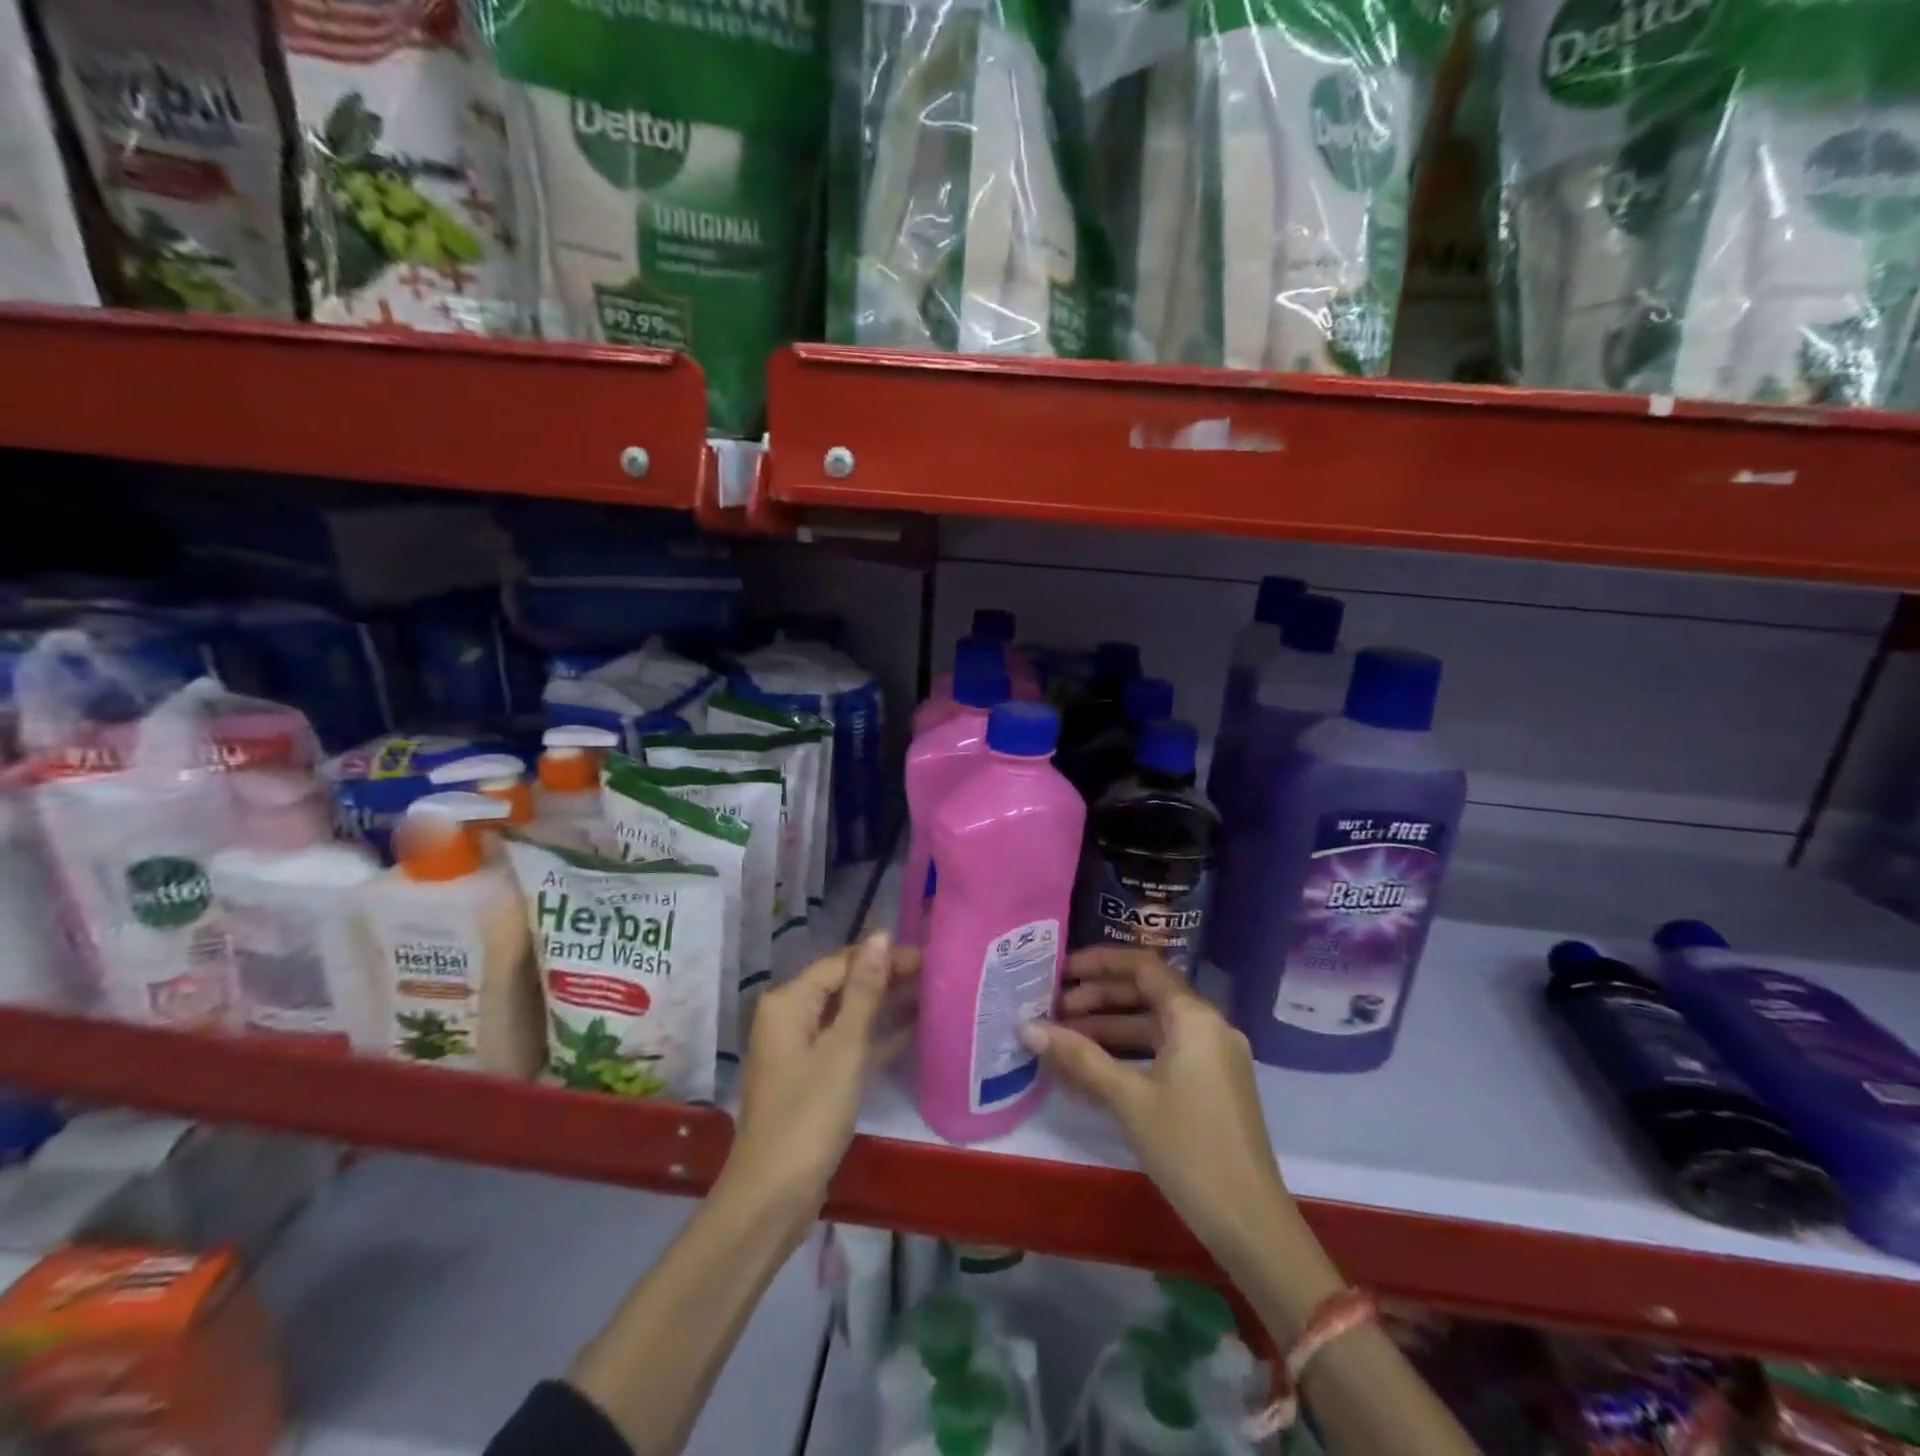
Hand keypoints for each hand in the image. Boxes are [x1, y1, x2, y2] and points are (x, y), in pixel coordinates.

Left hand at [724, 931, 916, 1242]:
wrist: (773, 1196)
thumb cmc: (809, 1114)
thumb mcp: (844, 1047)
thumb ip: (865, 990)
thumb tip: (880, 934)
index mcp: (789, 1002)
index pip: (842, 962)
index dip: (883, 956)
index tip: (928, 955)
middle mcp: (789, 1017)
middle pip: (844, 985)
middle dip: (886, 978)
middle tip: (935, 973)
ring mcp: (799, 1049)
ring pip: (848, 1014)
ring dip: (884, 1005)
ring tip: (930, 994)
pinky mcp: (812, 1078)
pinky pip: (847, 1043)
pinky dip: (875, 1037)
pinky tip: (911, 1031)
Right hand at [1022, 946, 1293, 1275]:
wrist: (1250, 1224)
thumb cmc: (1188, 1149)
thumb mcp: (1128, 1099)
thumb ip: (1077, 1056)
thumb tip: (1026, 1026)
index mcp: (1195, 1018)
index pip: (1143, 967)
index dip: (1099, 963)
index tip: (1061, 971)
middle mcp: (1207, 1027)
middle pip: (1146, 994)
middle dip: (1098, 997)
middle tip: (1054, 1009)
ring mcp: (1212, 1057)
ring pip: (1153, 1025)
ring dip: (1109, 1027)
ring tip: (1063, 1037)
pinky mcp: (1210, 1085)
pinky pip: (1163, 1052)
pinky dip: (1128, 1053)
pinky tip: (1092, 1068)